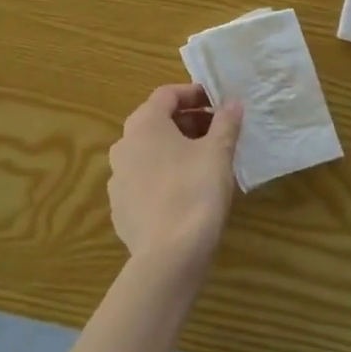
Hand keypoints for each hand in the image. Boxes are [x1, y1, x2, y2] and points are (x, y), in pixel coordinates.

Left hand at [107, 84, 243, 275]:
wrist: (168, 257)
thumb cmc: (195, 192)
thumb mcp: (218, 153)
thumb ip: (226, 123)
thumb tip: (233, 103)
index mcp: (144, 124)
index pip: (166, 94)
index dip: (193, 93)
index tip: (217, 102)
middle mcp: (123, 145)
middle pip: (156, 122)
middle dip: (187, 122)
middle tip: (217, 131)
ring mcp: (117, 178)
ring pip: (148, 152)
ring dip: (174, 149)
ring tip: (204, 161)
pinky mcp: (120, 208)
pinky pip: (143, 180)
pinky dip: (163, 176)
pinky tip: (185, 192)